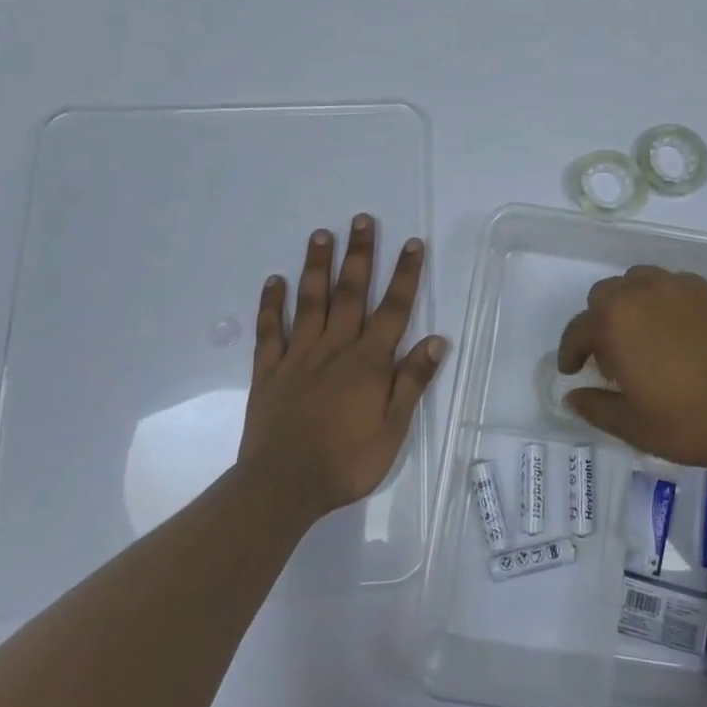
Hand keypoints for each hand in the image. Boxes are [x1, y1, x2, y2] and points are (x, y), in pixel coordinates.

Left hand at [239, 216, 445, 520]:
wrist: (282, 486)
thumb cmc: (346, 462)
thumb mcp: (393, 430)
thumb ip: (412, 382)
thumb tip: (437, 340)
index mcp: (369, 362)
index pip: (393, 309)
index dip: (405, 275)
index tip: (412, 243)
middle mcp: (335, 348)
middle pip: (350, 293)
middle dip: (359, 254)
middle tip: (361, 219)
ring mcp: (298, 356)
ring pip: (310, 302)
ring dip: (316, 266)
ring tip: (320, 234)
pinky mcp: (269, 371)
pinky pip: (270, 331)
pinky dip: (271, 305)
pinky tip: (274, 281)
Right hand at [556, 266, 706, 467]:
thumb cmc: (692, 420)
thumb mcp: (634, 426)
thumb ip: (596, 407)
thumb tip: (572, 396)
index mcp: (615, 322)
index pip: (578, 330)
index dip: (570, 352)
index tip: (572, 371)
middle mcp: (642, 292)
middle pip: (604, 295)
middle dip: (598, 323)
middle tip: (611, 358)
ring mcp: (679, 286)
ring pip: (638, 282)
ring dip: (629, 304)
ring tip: (643, 338)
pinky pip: (672, 286)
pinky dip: (663, 302)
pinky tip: (678, 333)